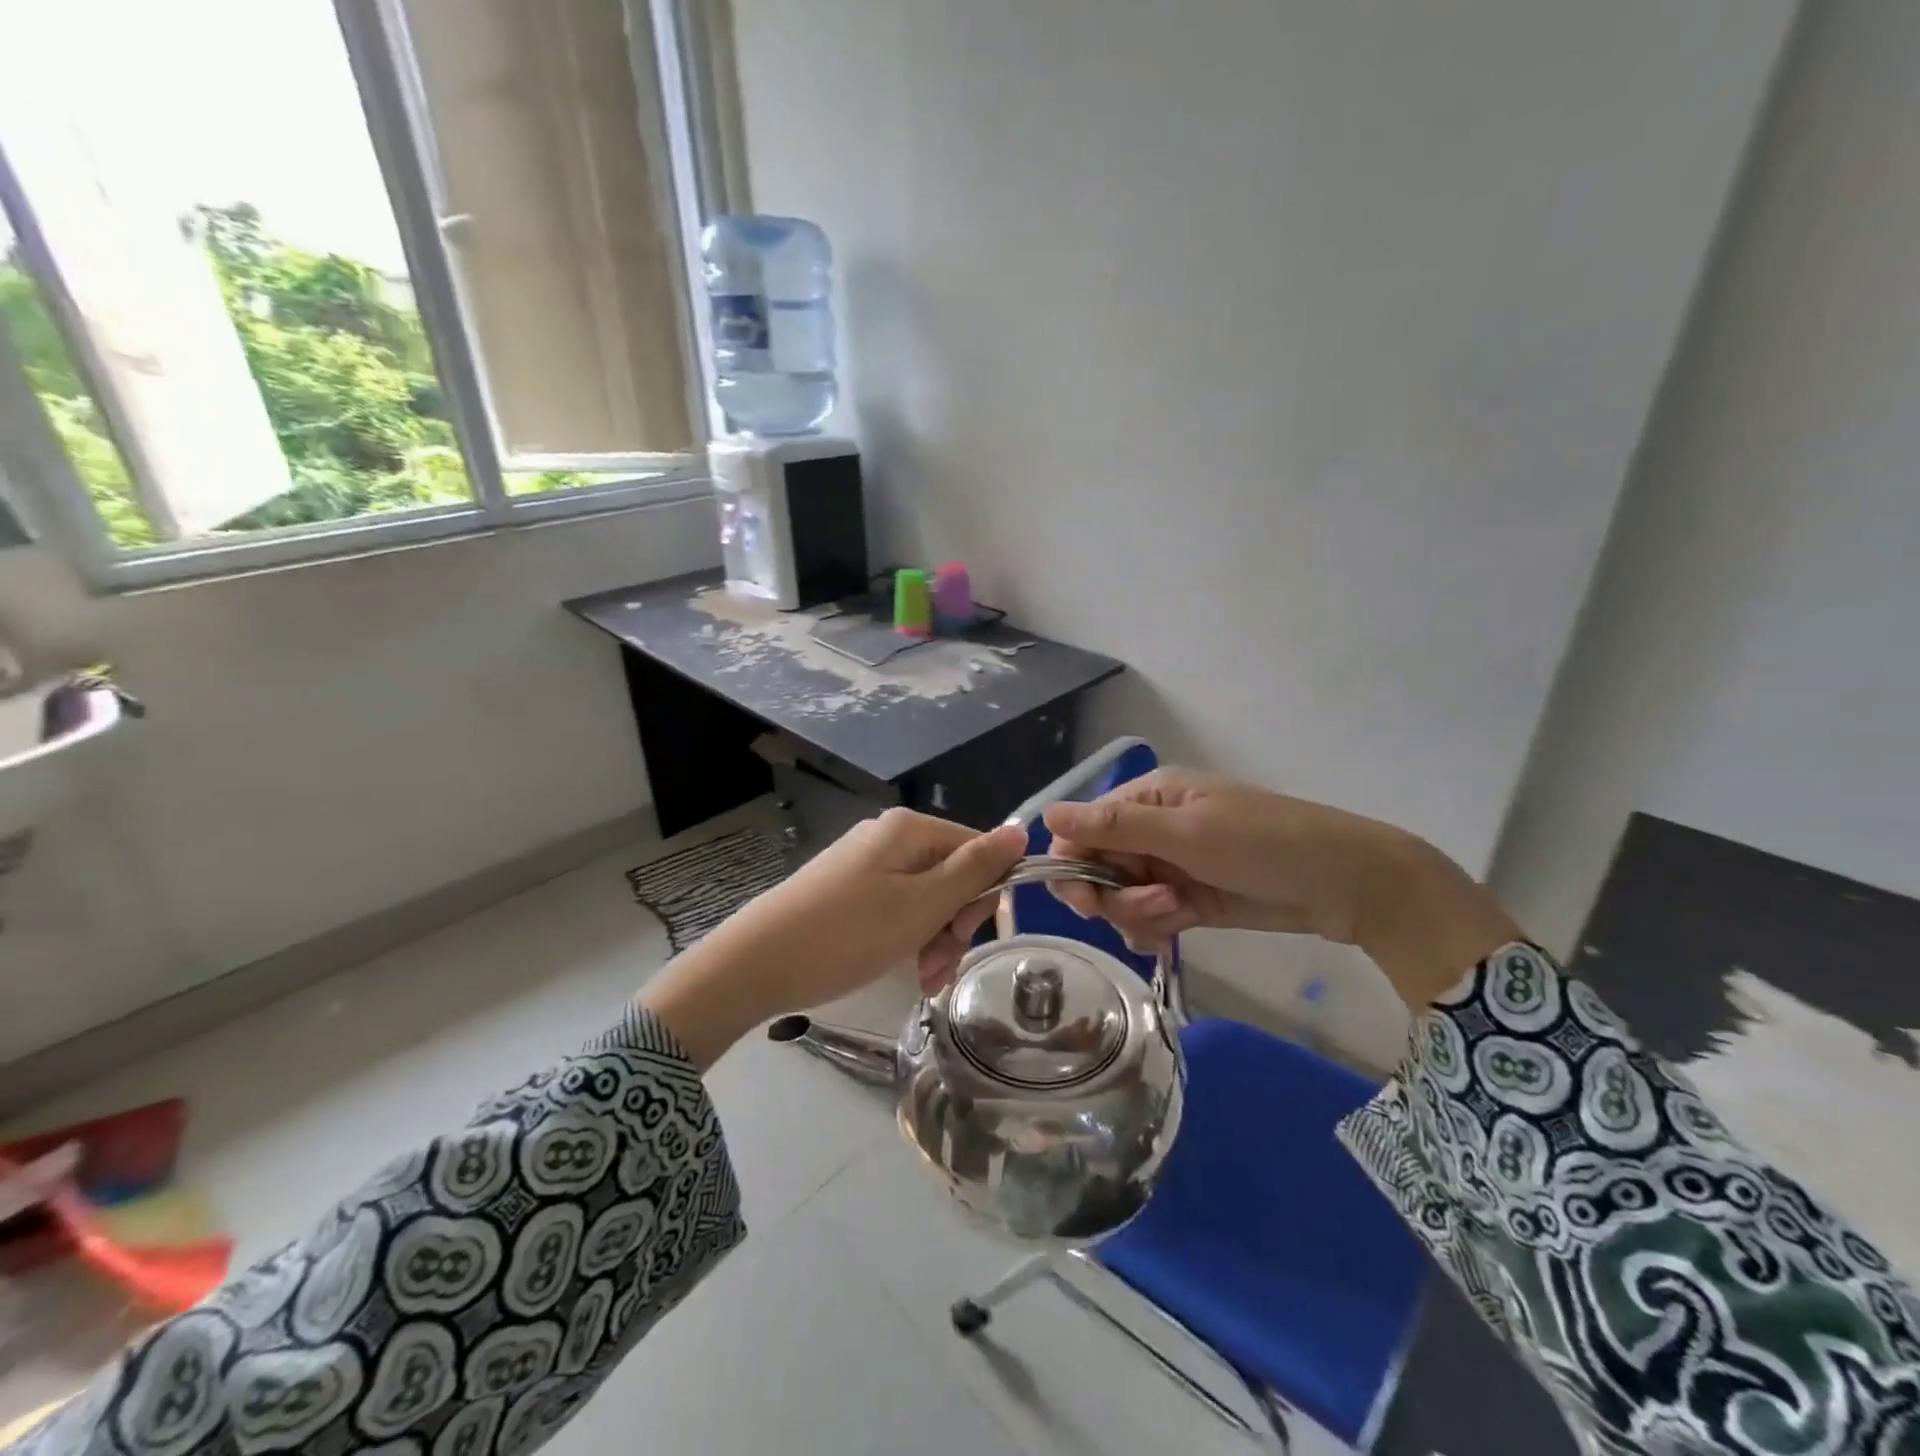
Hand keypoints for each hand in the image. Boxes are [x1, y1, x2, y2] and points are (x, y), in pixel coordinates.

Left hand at [640, 810, 1026, 1066]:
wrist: (756, 963)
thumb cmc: (847, 934)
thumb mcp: (922, 905)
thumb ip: (974, 868)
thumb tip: (1023, 829)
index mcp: (910, 829)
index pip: (977, 850)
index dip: (983, 896)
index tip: (966, 938)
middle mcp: (889, 837)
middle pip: (951, 875)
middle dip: (955, 925)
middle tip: (939, 968)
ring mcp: (865, 863)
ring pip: (926, 898)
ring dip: (934, 940)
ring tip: (922, 980)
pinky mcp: (847, 890)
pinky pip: (896, 909)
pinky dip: (907, 939)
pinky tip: (905, 971)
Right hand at [1043, 768, 1519, 1009]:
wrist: (1347, 884)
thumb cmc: (1265, 843)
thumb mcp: (1188, 832)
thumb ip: (1116, 826)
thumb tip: (1046, 813)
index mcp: (1148, 798)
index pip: (1083, 829)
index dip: (1074, 864)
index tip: (1085, 898)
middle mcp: (1152, 829)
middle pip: (1098, 868)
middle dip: (1114, 895)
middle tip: (1154, 907)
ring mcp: (1171, 866)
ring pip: (1121, 898)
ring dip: (1139, 914)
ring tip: (1178, 914)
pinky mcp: (1188, 900)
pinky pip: (1148, 917)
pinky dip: (1153, 929)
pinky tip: (1173, 936)